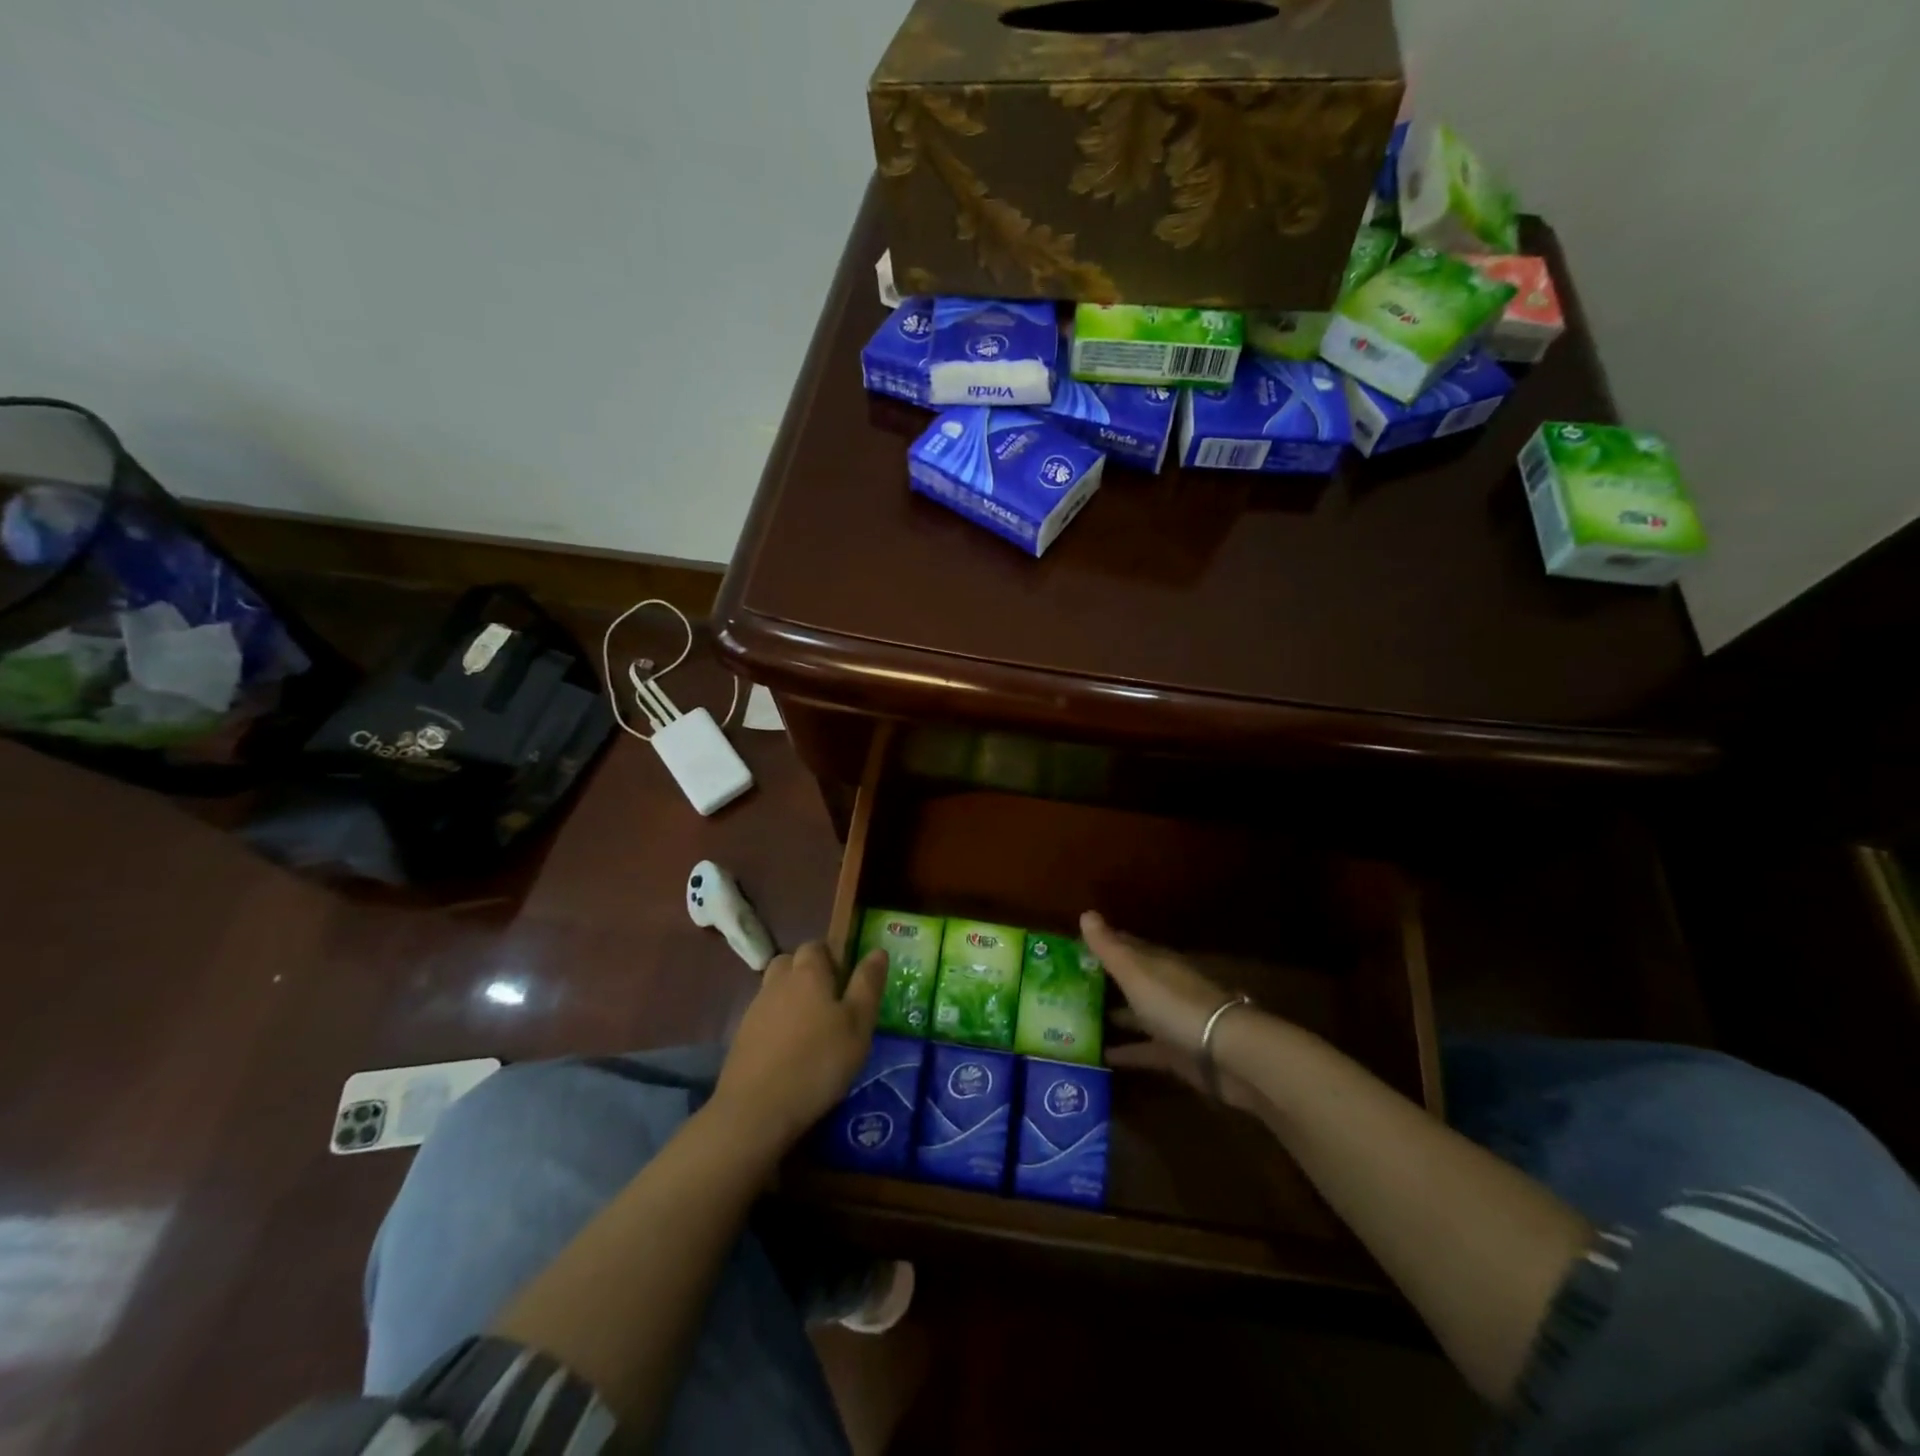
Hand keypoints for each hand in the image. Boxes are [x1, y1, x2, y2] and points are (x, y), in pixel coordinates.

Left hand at [712, 942, 886, 1148]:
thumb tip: (878, 951)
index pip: (816, 946)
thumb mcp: (858, 1025)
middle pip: (791, 962)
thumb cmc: (818, 1062)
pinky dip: (777, 1023)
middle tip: (830, 1001)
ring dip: (791, 998)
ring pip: (775, 989)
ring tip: (812, 1028)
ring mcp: (755, 1009)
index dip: (832, 956)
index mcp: (808, 973)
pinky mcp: (741, 1037)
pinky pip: (764, 1016)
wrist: (756, 1110)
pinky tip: (790, 1050)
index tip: (847, 980)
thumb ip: (867, 985)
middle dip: (808, 972)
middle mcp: (778, 982)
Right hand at [1081, 911, 1264, 1112]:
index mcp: (1158, 964)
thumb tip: (1086, 913)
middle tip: (1071, 985)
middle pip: (1133, 981)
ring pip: (1139, 1015)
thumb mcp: (1136, 973)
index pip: (1129, 946)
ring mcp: (1172, 1022)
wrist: (1227, 1054)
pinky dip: (1126, 1052)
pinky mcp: (1176, 1054)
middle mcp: (1165, 989)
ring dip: (1115, 1016)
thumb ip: (1110, 948)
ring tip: (1079, 1022)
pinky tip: (1102, 1058)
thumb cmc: (1176, 1004)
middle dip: (1107, 981)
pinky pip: (1145, 1050)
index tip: (1077, 946)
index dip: (1106, 944)